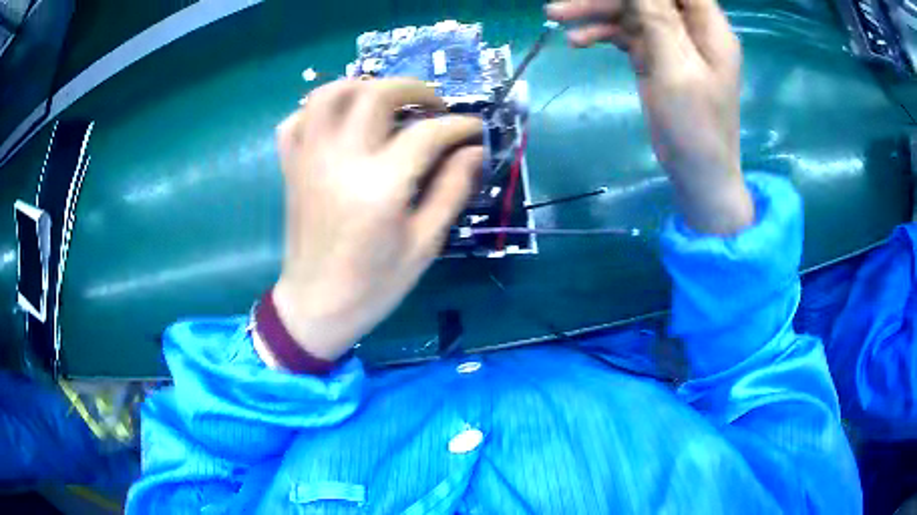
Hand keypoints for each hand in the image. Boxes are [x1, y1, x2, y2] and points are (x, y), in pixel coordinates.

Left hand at [266, 78, 482, 363]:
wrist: (315, 306)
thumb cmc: (373, 284)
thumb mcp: (424, 244)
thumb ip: (451, 190)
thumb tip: (473, 151)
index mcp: (380, 186)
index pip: (427, 133)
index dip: (459, 126)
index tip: (476, 129)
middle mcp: (341, 160)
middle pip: (376, 94)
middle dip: (413, 88)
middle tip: (433, 106)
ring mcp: (309, 159)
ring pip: (329, 94)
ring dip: (363, 86)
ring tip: (385, 102)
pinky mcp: (291, 167)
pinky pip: (296, 120)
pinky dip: (318, 110)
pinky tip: (339, 123)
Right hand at [546, 0, 753, 233]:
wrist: (697, 174)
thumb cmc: (695, 127)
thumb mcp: (676, 68)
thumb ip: (657, 18)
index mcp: (708, 26)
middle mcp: (690, 28)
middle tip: (561, 4)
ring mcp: (672, 43)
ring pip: (632, 12)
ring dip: (595, 13)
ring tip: (555, 15)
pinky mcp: (656, 58)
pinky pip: (627, 35)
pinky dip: (603, 34)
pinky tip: (577, 41)